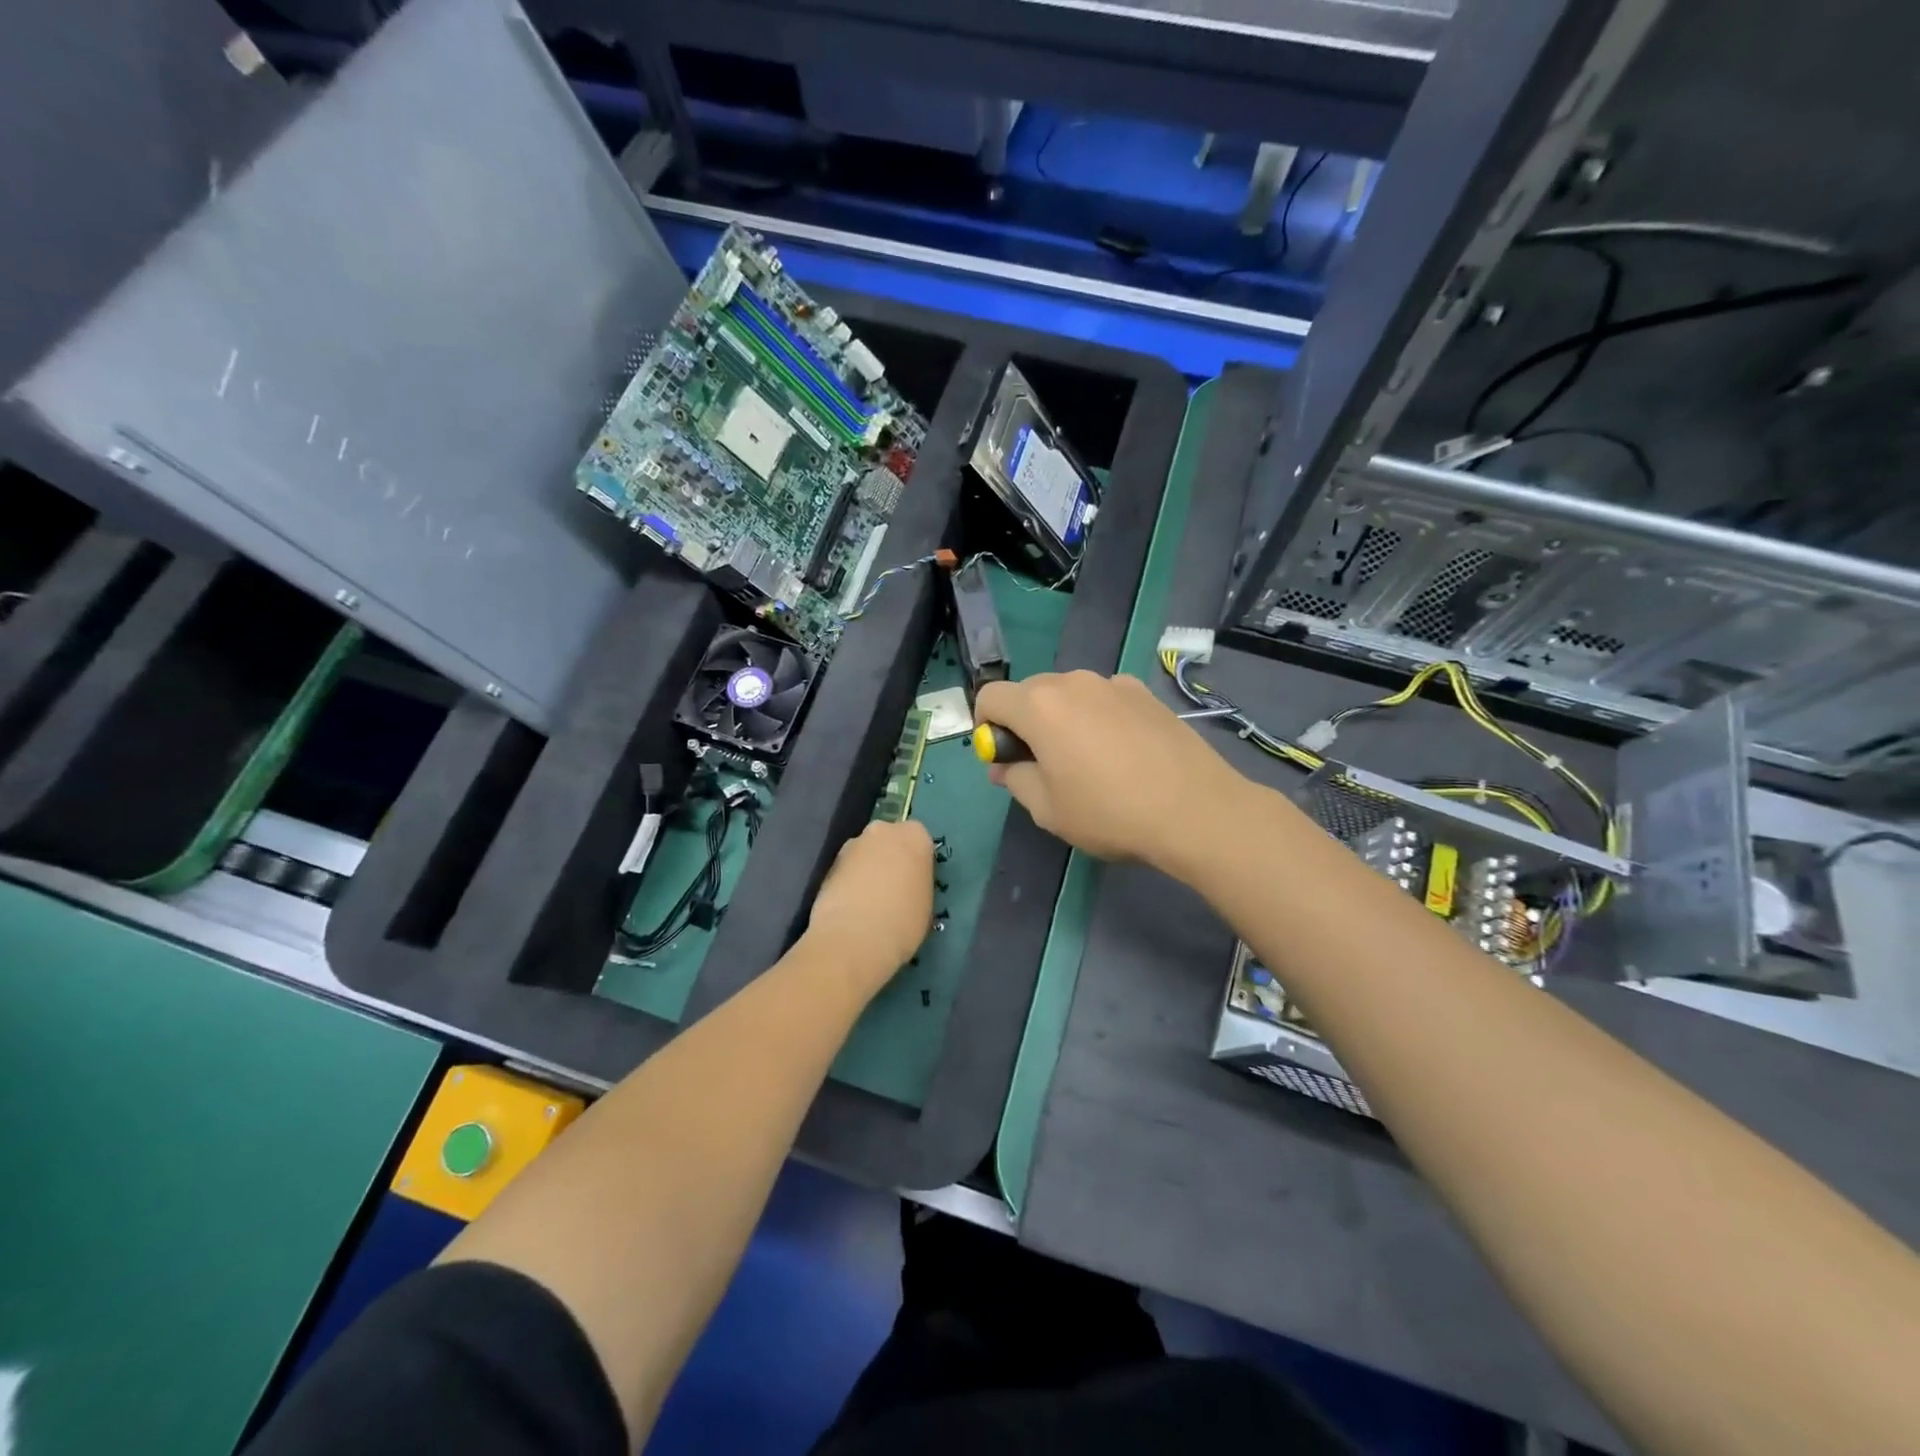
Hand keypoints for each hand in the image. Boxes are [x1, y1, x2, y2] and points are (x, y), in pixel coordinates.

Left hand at [806, 819, 934, 986]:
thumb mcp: (925, 903)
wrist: (854, 938)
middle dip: (889, 859)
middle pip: (889, 841)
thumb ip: (916, 883)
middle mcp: (883, 831)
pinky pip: (846, 870)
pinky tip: (851, 908)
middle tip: (892, 890)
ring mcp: (852, 845)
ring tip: (868, 904)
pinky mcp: (828, 864)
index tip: (914, 883)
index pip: (919, 840)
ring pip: (865, 854)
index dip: (915, 862)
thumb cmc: (903, 921)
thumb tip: (905, 885)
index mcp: (915, 836)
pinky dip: (849, 883)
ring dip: (866, 870)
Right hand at [974, 671, 1244, 871]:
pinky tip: (1122, 753)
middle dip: (1024, 723)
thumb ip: (1015, 779)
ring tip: (1088, 762)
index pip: (990, 697)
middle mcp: (1073, 682)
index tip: (1004, 759)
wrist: (1195, 810)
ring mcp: (1113, 683)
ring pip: (1069, 694)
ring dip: (1062, 719)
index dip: (986, 726)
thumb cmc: (1109, 813)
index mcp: (1040, 706)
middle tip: (1044, 766)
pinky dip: (1097, 717)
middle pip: (1029, 692)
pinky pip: (1103, 698)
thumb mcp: (1047, 809)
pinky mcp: (1145, 693)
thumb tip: (1004, 765)